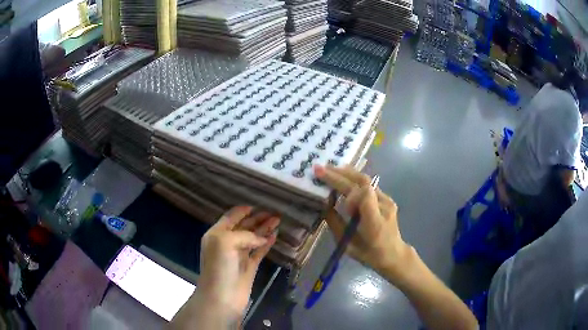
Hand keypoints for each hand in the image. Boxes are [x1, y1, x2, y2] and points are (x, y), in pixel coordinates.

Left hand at [197, 206, 278, 321]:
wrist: (222, 297)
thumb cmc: (219, 267)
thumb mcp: (226, 242)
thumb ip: (244, 234)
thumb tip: (262, 238)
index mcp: (217, 234)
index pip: (230, 217)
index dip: (242, 211)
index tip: (256, 205)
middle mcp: (227, 243)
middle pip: (243, 226)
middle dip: (257, 219)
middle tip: (273, 213)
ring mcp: (239, 255)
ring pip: (253, 238)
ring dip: (264, 229)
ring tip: (277, 220)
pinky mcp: (249, 266)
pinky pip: (259, 251)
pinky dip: (266, 243)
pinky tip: (274, 236)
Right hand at [314, 165, 410, 279]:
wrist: (393, 254)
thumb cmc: (369, 254)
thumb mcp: (348, 245)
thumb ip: (336, 224)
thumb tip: (324, 205)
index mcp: (374, 223)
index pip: (361, 195)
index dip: (343, 186)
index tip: (324, 182)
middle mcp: (384, 207)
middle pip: (362, 183)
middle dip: (340, 175)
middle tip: (321, 168)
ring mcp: (387, 201)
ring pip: (367, 181)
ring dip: (347, 173)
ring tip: (330, 168)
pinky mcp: (387, 198)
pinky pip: (369, 185)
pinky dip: (354, 178)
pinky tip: (344, 175)